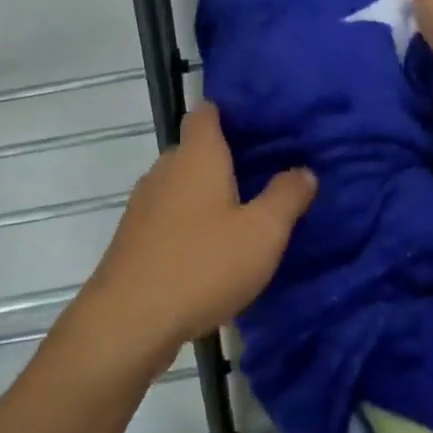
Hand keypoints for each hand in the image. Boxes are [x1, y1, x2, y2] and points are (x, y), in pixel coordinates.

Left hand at [81, 103, 316, 360]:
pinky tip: (210, 250)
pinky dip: (189, 222)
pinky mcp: (134, 238)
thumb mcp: (262, 233)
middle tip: (262, 172)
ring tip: (242, 211)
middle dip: (224, 157)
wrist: (129, 320)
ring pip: (180, 185)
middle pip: (194, 149)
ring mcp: (144, 205)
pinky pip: (168, 216)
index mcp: (196, 156)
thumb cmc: (202, 264)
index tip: (255, 122)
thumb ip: (286, 197)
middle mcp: (165, 170)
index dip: (227, 112)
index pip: (205, 113)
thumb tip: (304, 170)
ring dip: (206, 194)